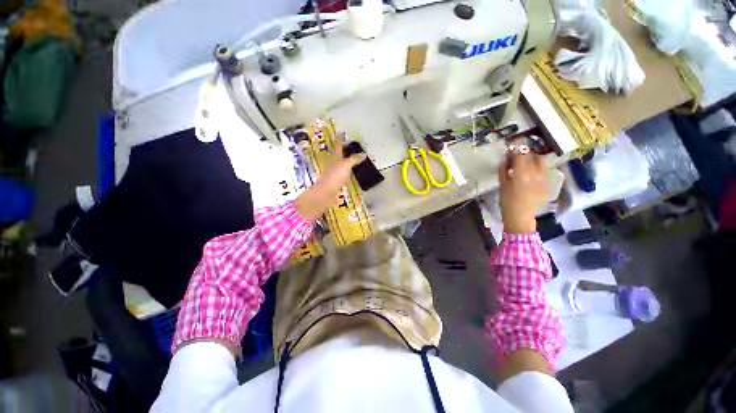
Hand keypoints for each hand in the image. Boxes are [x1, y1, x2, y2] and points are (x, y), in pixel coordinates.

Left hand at [295, 140, 365, 220]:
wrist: (326, 192)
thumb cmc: (335, 176)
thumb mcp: (346, 165)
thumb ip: (354, 159)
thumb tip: (363, 154)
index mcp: (335, 158)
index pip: (338, 146)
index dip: (340, 140)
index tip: (342, 133)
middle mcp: (334, 164)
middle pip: (339, 155)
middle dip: (344, 151)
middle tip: (351, 147)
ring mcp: (334, 173)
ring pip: (341, 165)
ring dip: (346, 162)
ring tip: (354, 160)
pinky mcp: (335, 182)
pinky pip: (343, 174)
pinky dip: (347, 172)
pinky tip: (351, 174)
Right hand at [498, 152, 549, 233]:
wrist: (521, 216)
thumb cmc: (507, 201)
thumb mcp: (502, 184)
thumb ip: (503, 170)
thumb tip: (504, 159)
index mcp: (522, 173)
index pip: (521, 154)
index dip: (516, 149)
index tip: (511, 148)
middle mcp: (537, 173)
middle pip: (535, 155)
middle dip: (528, 153)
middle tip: (520, 156)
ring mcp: (546, 178)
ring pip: (544, 161)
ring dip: (536, 159)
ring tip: (529, 163)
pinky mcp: (551, 183)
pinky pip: (548, 170)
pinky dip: (541, 168)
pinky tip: (535, 172)